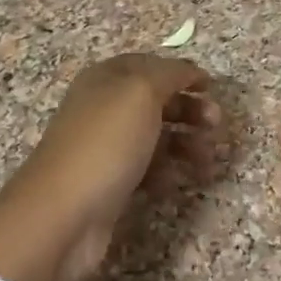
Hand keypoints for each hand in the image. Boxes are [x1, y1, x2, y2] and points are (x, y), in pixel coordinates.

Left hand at [0, 55, 221, 280]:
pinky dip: (165, 174)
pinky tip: (174, 183)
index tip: (212, 88)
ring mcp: (105, 149)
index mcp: (105, 80)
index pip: (148, 65)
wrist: (64, 214)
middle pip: (154, 102)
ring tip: (207, 161)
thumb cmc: (105, 144)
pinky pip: (145, 171)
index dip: (180, 72)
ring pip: (154, 138)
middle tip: (216, 125)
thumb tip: (189, 70)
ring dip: (185, 144)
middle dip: (189, 109)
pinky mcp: (109, 184)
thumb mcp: (140, 93)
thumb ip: (169, 74)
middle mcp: (103, 109)